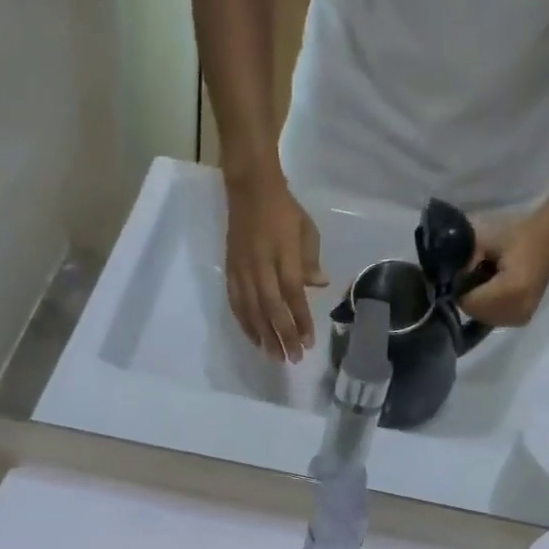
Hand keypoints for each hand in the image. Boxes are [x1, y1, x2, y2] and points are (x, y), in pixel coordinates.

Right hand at [223, 174, 327, 361]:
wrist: (250, 189)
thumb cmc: (284, 210)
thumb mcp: (306, 229)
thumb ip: (310, 260)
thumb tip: (318, 285)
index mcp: (283, 254)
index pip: (293, 295)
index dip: (300, 321)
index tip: (308, 343)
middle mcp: (261, 266)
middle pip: (272, 309)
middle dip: (282, 336)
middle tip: (292, 360)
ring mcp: (243, 270)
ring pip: (252, 310)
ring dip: (264, 337)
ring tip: (274, 357)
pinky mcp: (230, 272)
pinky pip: (237, 303)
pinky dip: (245, 324)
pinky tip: (255, 339)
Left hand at [458, 212, 548, 328]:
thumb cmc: (517, 233)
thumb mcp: (483, 239)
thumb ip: (461, 259)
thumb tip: (446, 279)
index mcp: (509, 291)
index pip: (468, 302)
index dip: (459, 288)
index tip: (462, 273)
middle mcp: (517, 311)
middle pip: (475, 313)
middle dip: (469, 297)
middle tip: (475, 275)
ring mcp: (522, 317)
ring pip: (484, 318)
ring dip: (479, 303)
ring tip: (487, 281)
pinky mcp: (523, 318)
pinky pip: (495, 319)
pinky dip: (489, 307)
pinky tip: (496, 290)